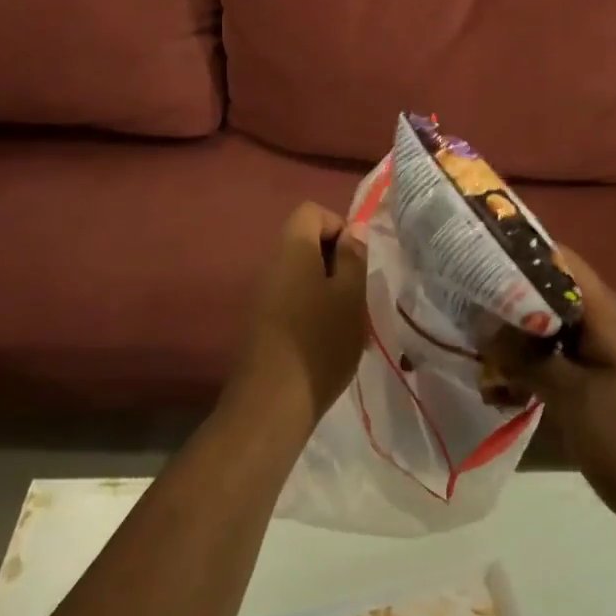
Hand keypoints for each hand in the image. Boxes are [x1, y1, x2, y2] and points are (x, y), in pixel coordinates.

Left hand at [228, 202, 368, 430]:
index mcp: (292, 250)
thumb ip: (353, 257)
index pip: (311, 211)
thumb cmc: (320, 342)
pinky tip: (325, 341)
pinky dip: (310, 309)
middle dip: (335, 260)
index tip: (356, 260)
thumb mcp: (350, 297)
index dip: (338, 225)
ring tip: (346, 322)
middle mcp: (270, 265)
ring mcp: (260, 295)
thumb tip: (354, 229)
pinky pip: (289, 299)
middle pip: (304, 242)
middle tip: (357, 293)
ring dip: (325, 288)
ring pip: (299, 274)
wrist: (271, 404)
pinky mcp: (258, 323)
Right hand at [489, 250, 615, 561]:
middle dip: (507, 300)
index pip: (557, 258)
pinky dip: (539, 368)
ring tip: (478, 355)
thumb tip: (484, 324)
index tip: (471, 262)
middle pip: (553, 293)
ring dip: (520, 340)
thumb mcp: (575, 402)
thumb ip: (528, 359)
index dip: (515, 254)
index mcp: (608, 313)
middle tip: (463, 311)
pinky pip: (570, 360)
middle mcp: (613, 323)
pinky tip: (509, 390)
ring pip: (558, 330)